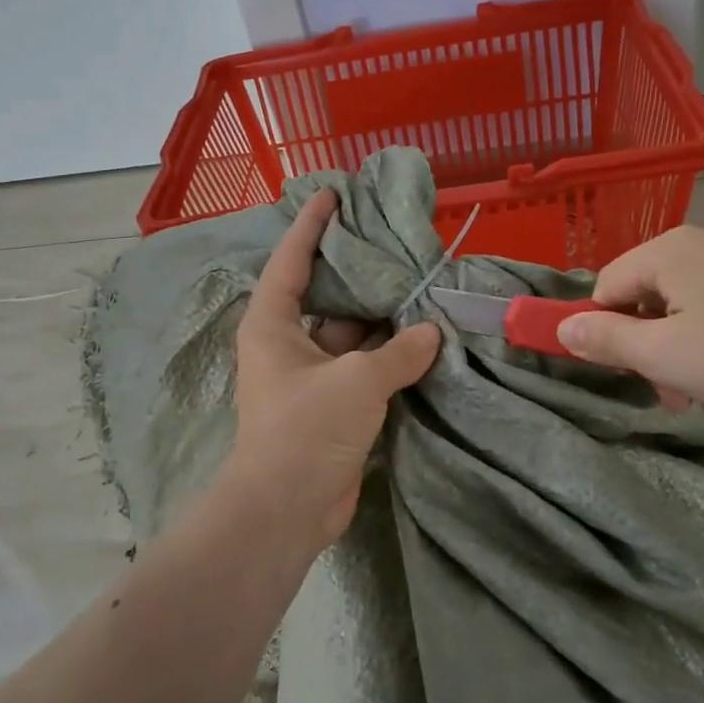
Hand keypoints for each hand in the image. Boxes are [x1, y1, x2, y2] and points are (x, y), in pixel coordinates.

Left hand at [227, 191, 439, 548]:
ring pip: (348, 336)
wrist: (287, 509)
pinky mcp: (330, 408)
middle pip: (324, 296)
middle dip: (356, 273)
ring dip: (380, 321)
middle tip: (393, 243)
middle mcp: (287, 345)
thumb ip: (398, 352)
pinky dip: (388, 357)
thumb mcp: (357, 380)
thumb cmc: (308, 428)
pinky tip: (421, 340)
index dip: (310, 225)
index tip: (331, 193)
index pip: (291, 261)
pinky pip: (361, 370)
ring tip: (420, 288)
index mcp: (273, 325)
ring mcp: (309, 378)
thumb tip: (430, 333)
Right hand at [555, 222, 703, 417]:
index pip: (607, 286)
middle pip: (651, 289)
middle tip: (675, 388)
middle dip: (652, 340)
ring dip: (687, 336)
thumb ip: (606, 339)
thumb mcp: (665, 357)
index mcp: (670, 248)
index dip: (607, 331)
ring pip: (693, 292)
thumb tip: (562, 327)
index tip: (632, 372)